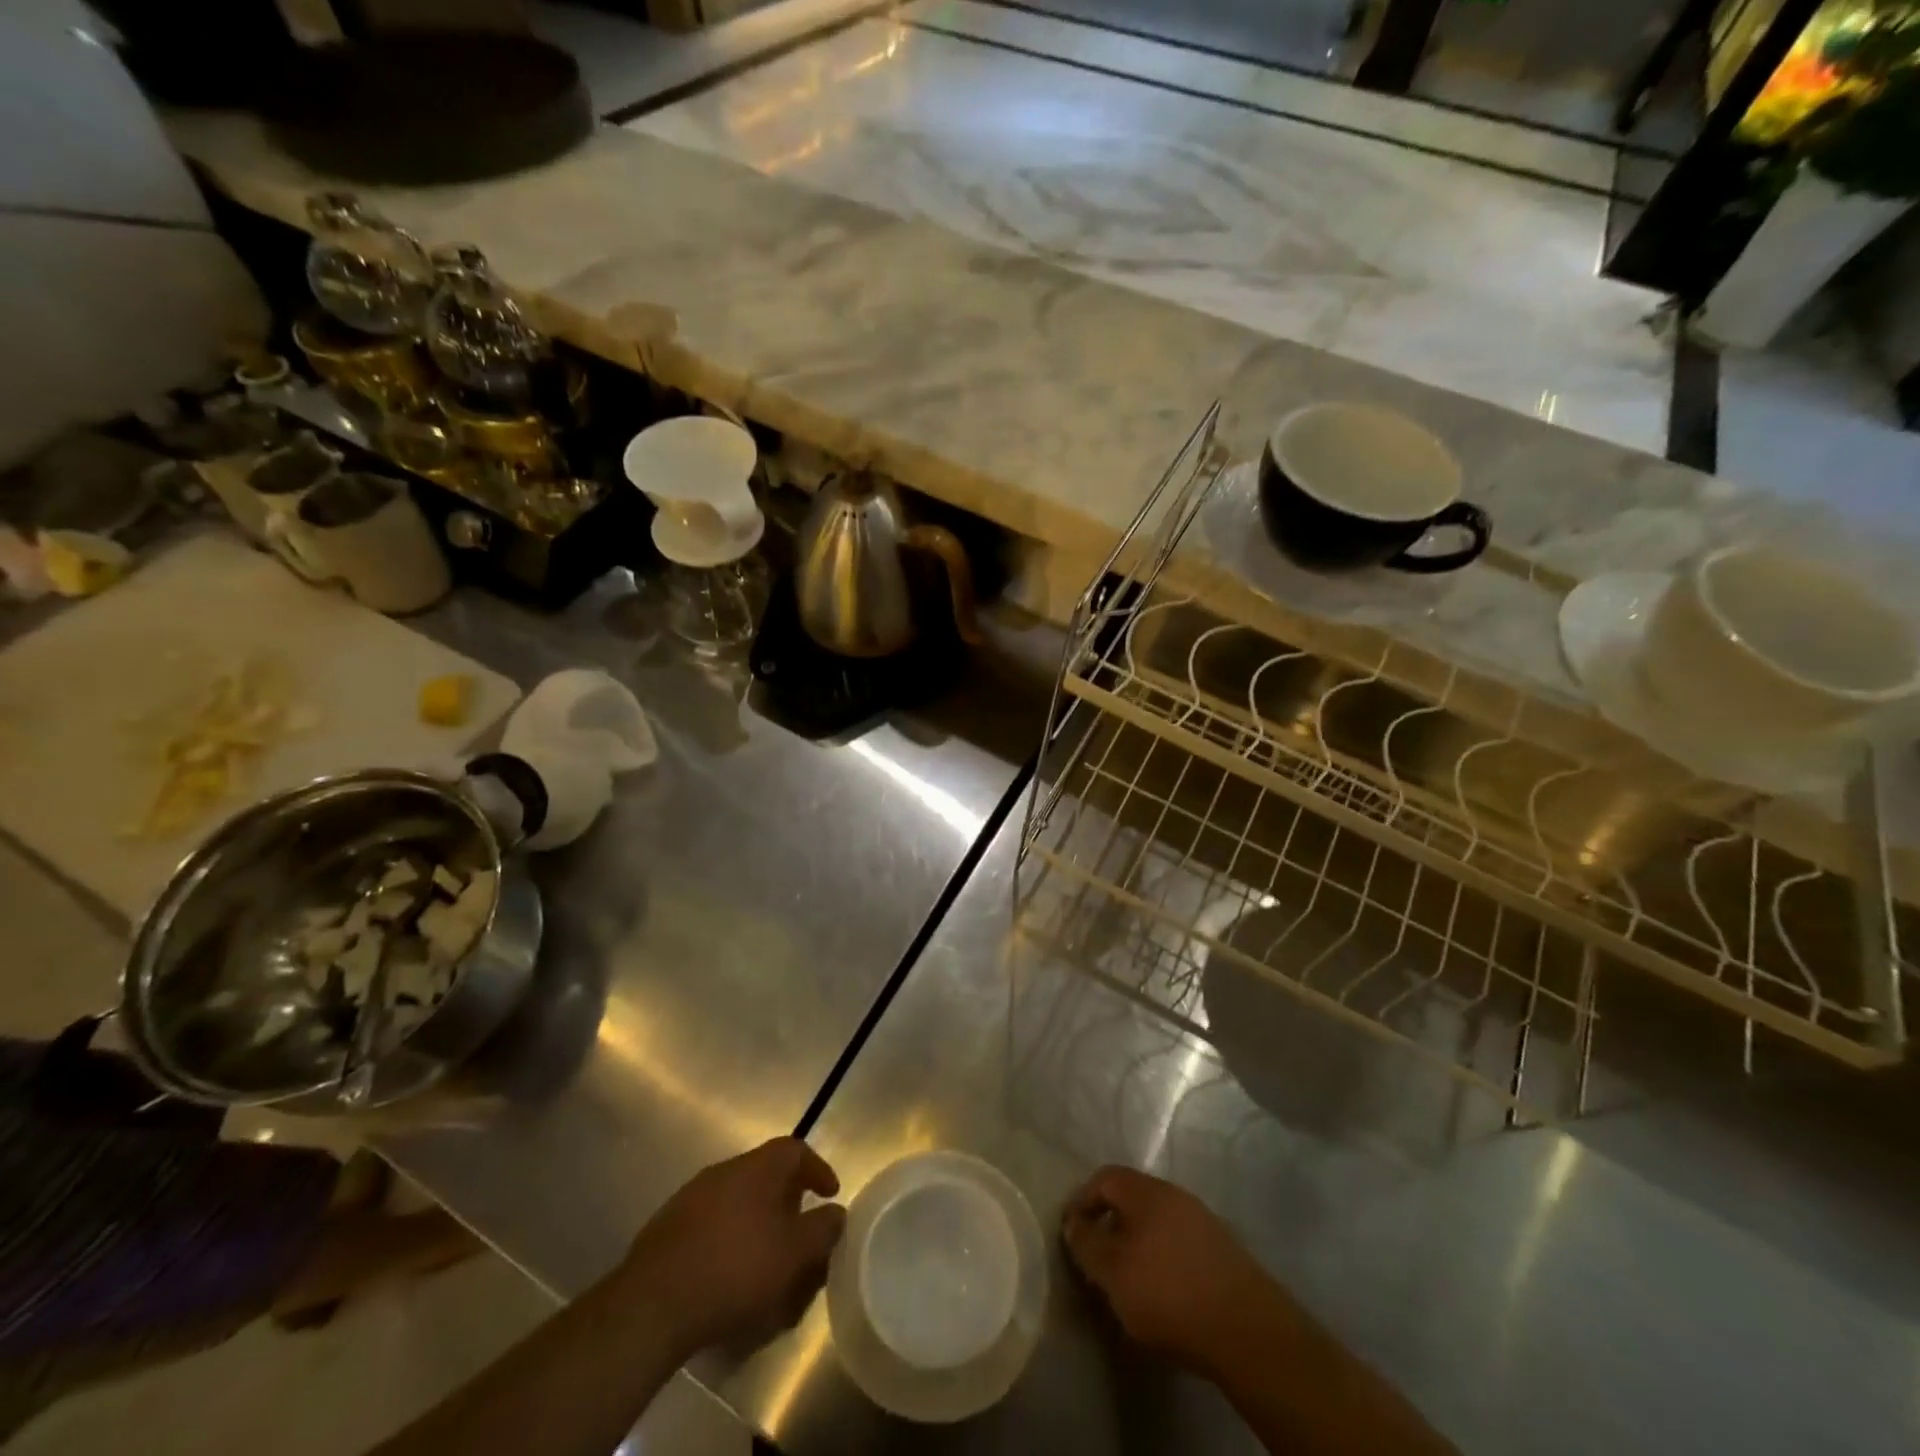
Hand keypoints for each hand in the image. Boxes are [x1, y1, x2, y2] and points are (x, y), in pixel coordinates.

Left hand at [618, 1138, 846, 1361]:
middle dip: (787, 1200)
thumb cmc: (736, 1269)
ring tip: (766, 1260)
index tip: (830, 1195)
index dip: (817, 1169)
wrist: (653, 1304)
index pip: (795, 1150)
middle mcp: (724, 1170)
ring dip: (756, 1222)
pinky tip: (728, 1274)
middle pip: (765, 1174)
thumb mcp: (794, 1254)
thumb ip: (822, 1230)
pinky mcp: (666, 1228)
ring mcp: (691, 1197)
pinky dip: (728, 1240)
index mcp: (758, 1167)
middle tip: (799, 1231)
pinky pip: (710, 1224)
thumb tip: (837, 1213)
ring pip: (736, 1200)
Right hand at [1061, 1166, 1292, 1379]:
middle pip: (1132, 1198)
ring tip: (1129, 1279)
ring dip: (1138, 1242)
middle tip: (1098, 1258)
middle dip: (1111, 1223)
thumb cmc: (1169, 1293)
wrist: (1247, 1329)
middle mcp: (1175, 1194)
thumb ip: (1087, 1245)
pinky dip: (1163, 1257)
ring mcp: (1203, 1220)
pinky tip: (1164, 1290)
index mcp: (1147, 1191)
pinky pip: (1180, 1242)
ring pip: (1157, 1221)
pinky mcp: (1223, 1250)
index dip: (1082, 1200)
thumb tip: (1073, 1223)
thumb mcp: (1113, 1273)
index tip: (1072, 1233)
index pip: (1105, 1178)